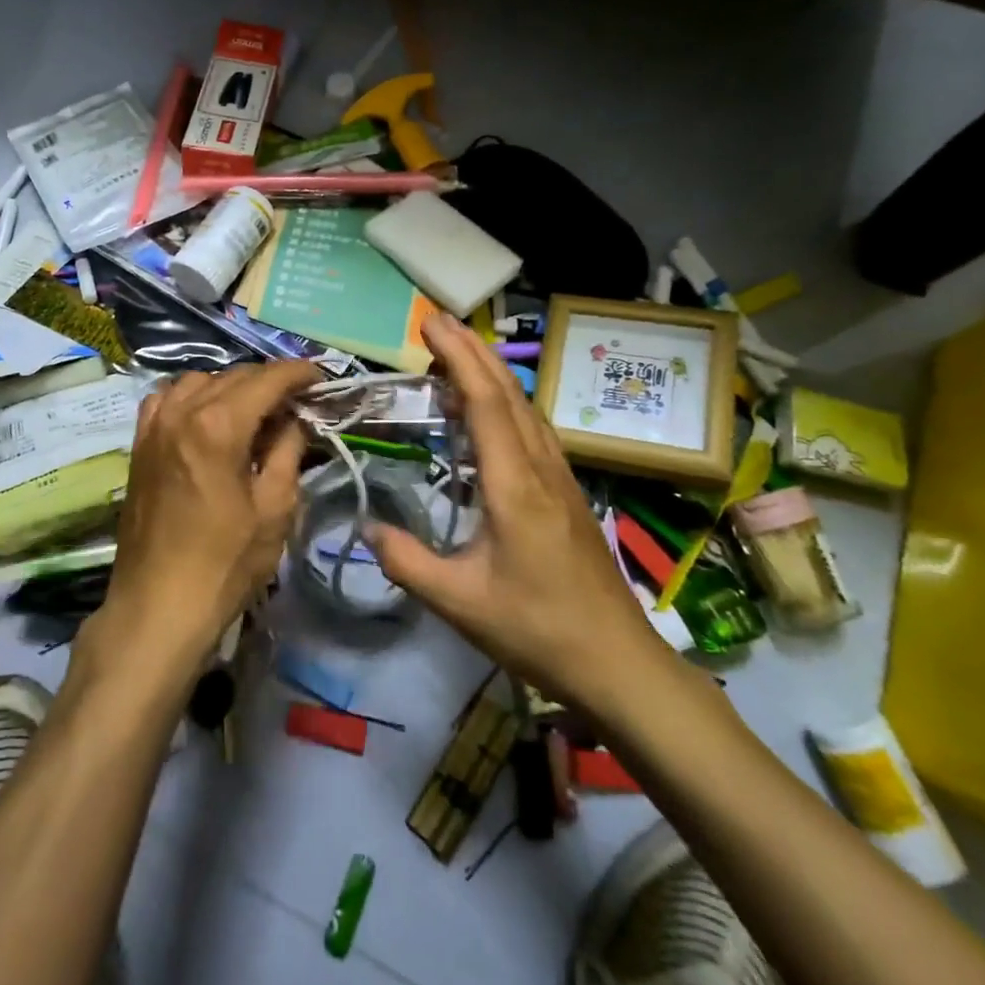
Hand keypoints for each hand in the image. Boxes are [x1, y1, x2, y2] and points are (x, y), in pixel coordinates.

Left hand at [96, 359, 322, 666]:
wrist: (158, 605)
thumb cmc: (225, 563)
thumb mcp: (275, 508)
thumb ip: (288, 450)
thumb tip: (293, 418)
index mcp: (219, 424)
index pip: (267, 379)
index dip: (298, 373)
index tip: (320, 378)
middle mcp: (182, 411)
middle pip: (234, 376)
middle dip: (269, 381)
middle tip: (297, 402)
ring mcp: (155, 425)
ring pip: (199, 381)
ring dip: (231, 386)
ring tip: (254, 411)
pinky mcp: (139, 443)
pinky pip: (167, 399)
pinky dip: (192, 397)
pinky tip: (206, 417)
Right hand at [367, 315, 671, 715]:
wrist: (618, 662)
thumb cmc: (538, 630)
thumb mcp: (459, 602)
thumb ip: (407, 562)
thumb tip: (365, 527)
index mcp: (514, 484)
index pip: (485, 402)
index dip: (458, 356)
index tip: (430, 323)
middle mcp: (540, 467)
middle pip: (507, 391)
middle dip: (472, 349)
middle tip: (435, 322)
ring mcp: (558, 477)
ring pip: (523, 407)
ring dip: (489, 372)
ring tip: (452, 357)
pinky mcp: (564, 491)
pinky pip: (531, 428)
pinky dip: (502, 402)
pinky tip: (484, 414)